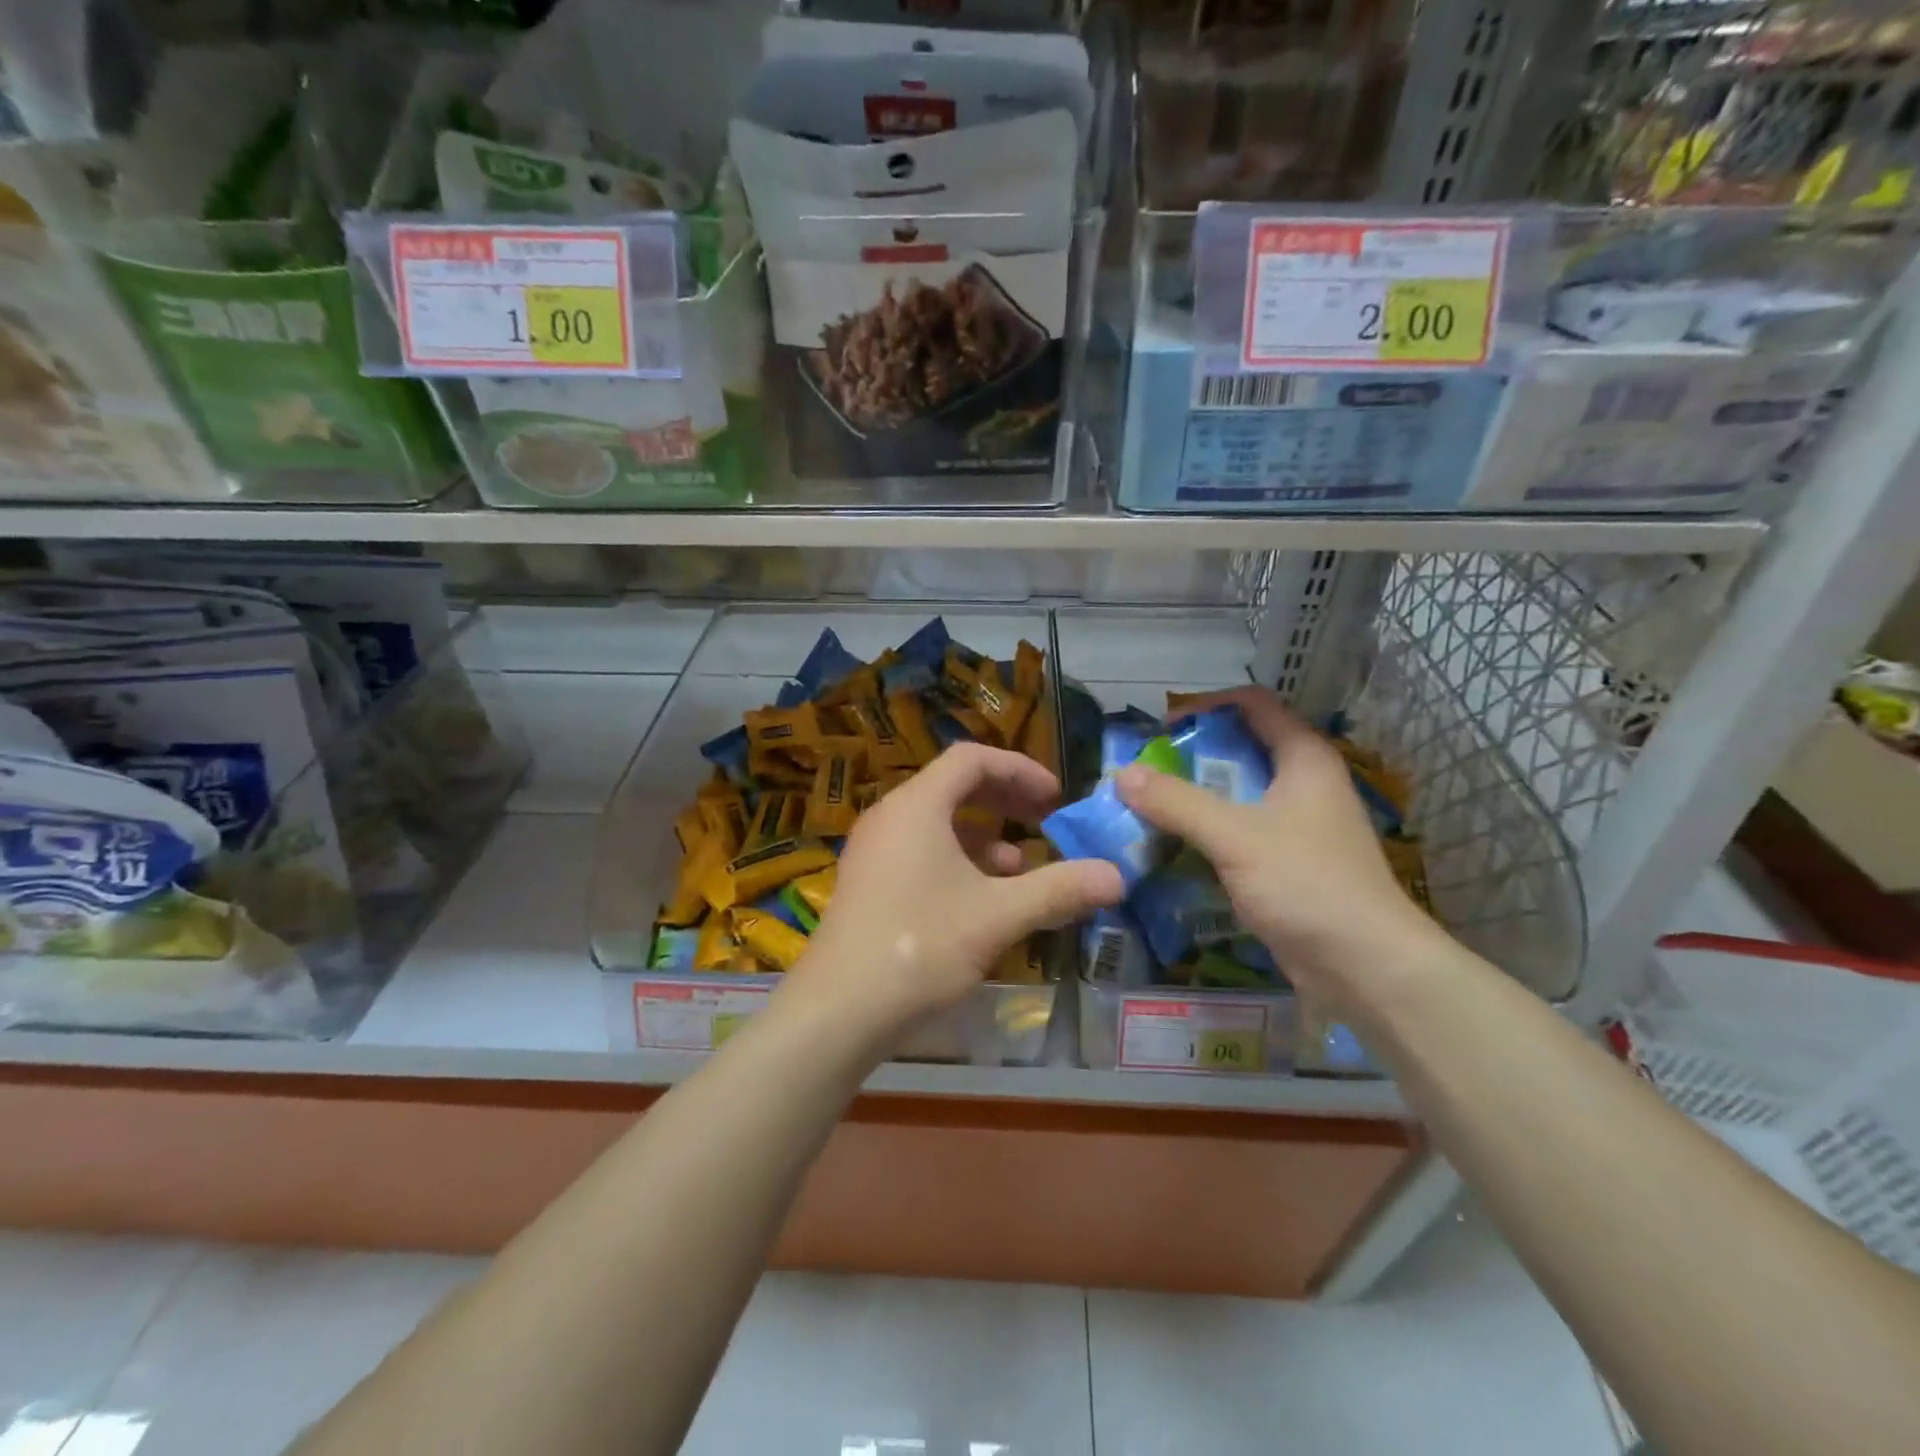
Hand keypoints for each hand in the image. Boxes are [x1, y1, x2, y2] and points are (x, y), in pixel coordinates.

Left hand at [791, 743, 1124, 1040]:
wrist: (838, 1010)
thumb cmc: (919, 947)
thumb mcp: (997, 916)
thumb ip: (1058, 890)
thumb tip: (1116, 876)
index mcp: (917, 806)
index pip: (972, 759)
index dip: (1019, 769)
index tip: (1054, 797)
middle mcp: (890, 817)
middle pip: (953, 786)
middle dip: (1004, 800)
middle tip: (1043, 820)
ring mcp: (874, 850)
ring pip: (937, 822)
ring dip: (983, 835)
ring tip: (1019, 867)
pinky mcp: (868, 882)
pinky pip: (920, 850)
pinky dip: (957, 860)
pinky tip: (980, 899)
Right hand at [1115, 686, 1445, 996]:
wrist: (1366, 967)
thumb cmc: (1307, 884)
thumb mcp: (1235, 836)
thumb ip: (1177, 802)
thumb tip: (1122, 775)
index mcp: (1304, 759)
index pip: (1254, 705)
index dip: (1208, 706)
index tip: (1162, 728)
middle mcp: (1303, 784)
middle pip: (1241, 750)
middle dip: (1190, 758)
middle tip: (1143, 772)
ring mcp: (1297, 826)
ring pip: (1237, 795)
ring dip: (1193, 798)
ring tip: (1146, 808)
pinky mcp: (1287, 864)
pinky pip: (1238, 833)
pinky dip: (1205, 833)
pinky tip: (1172, 847)